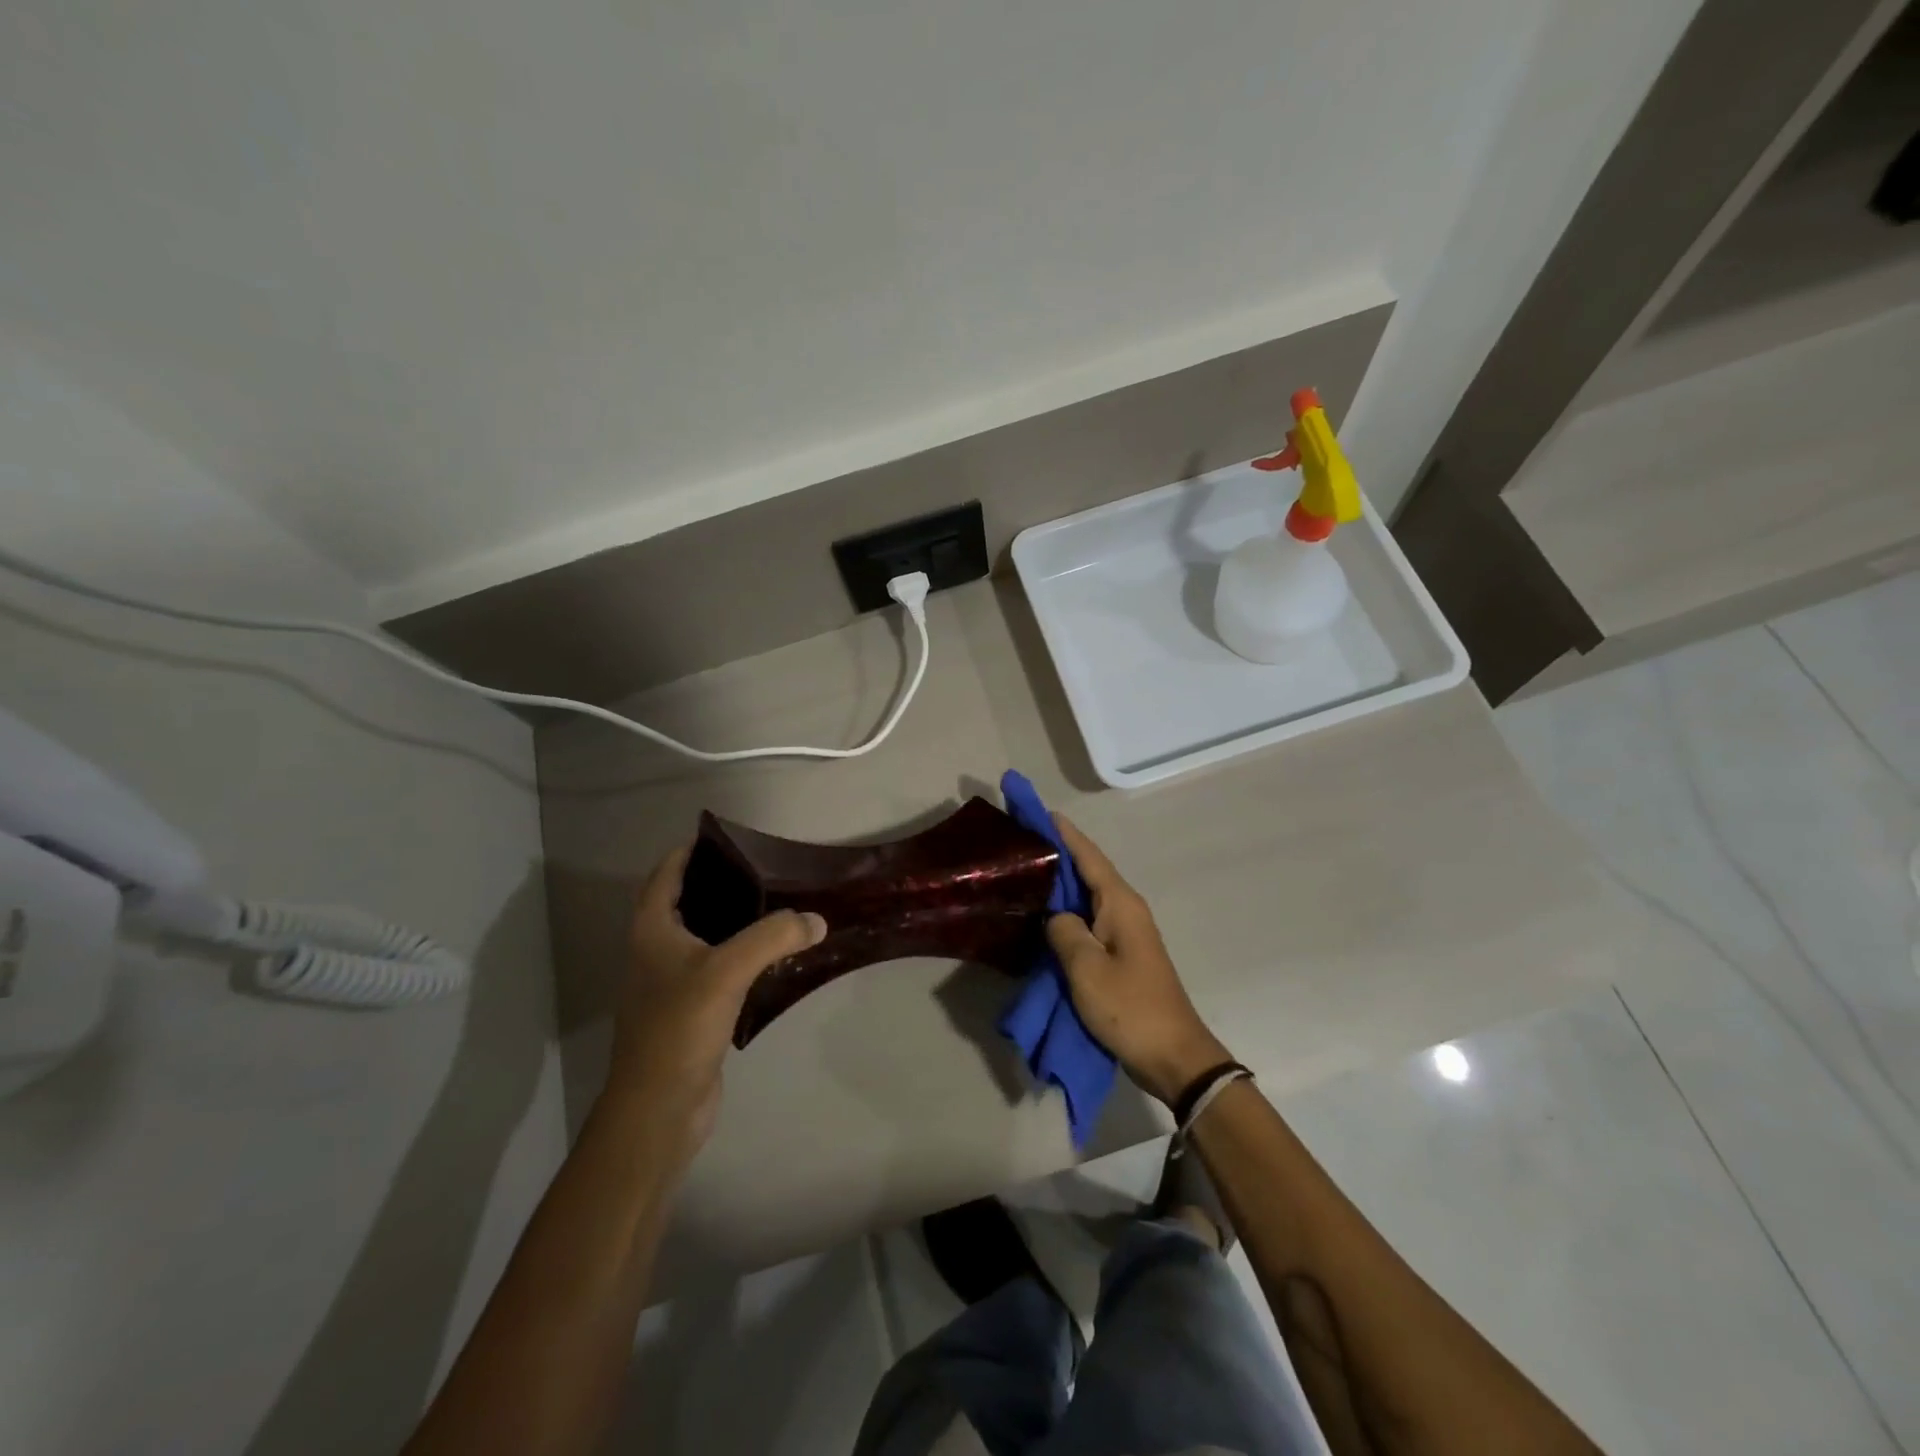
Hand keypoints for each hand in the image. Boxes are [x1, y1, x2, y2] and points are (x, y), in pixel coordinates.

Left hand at [607, 845, 826, 1155]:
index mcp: (651, 931)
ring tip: (774, 904)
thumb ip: (773, 937)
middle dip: (717, 882)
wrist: (658, 1109)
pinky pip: (718, 968)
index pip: (665, 875)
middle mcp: (655, 952)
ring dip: (732, 919)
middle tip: (762, 868)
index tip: (726, 837)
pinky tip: (772, 956)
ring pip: (703, 937)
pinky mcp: (691, 1011)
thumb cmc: (679, 1028)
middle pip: (683, 902)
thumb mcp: (726, 971)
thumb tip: (816, 920)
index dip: (690, 851)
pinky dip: (741, 955)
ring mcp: (671, 984)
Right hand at [1045, 815, 1231, 1106]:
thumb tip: (1054, 916)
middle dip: (1056, 853)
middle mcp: (1124, 909)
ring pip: (1085, 897)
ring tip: (1024, 872)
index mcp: (1120, 903)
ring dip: (1058, 884)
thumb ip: (1064, 931)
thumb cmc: (1131, 1007)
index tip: (1036, 809)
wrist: (1173, 1056)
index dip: (1062, 831)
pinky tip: (1042, 917)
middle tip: (1019, 840)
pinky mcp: (1120, 955)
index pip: (1087, 855)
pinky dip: (1065, 913)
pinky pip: (1088, 921)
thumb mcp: (1086, 968)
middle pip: (1086, 871)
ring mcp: (1124, 932)